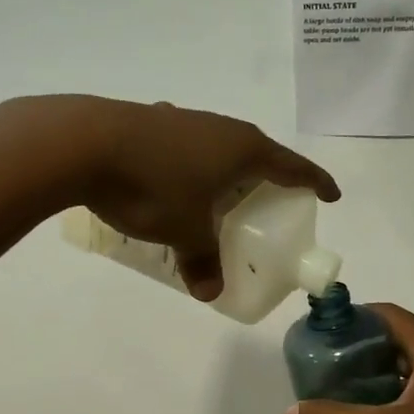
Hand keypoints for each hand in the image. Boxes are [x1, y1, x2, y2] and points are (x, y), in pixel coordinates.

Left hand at [40, 96, 339, 300]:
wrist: (81, 142)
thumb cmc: (151, 186)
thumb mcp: (183, 231)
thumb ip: (202, 261)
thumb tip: (209, 294)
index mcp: (242, 148)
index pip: (293, 166)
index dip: (315, 182)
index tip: (331, 195)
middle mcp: (219, 127)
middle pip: (257, 152)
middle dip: (267, 178)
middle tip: (270, 204)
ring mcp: (184, 119)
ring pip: (218, 147)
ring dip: (226, 171)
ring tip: (221, 196)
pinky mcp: (152, 121)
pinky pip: (187, 146)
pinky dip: (193, 166)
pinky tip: (174, 181)